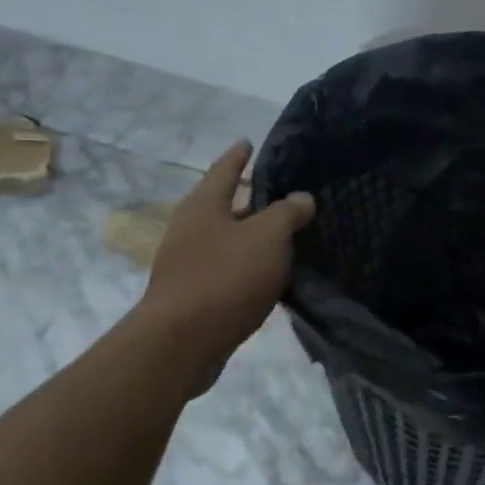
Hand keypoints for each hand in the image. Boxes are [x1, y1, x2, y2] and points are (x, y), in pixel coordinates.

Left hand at [142, 141, 315, 392]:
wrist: (181, 342)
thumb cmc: (225, 277)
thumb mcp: (268, 237)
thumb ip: (288, 213)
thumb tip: (302, 198)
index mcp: (204, 205)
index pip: (224, 170)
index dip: (239, 155)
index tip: (249, 142)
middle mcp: (190, 229)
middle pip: (225, 206)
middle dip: (251, 199)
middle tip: (282, 193)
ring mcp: (188, 263)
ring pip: (228, 240)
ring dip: (252, 237)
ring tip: (285, 235)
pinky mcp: (194, 295)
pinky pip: (228, 270)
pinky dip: (248, 266)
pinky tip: (271, 276)